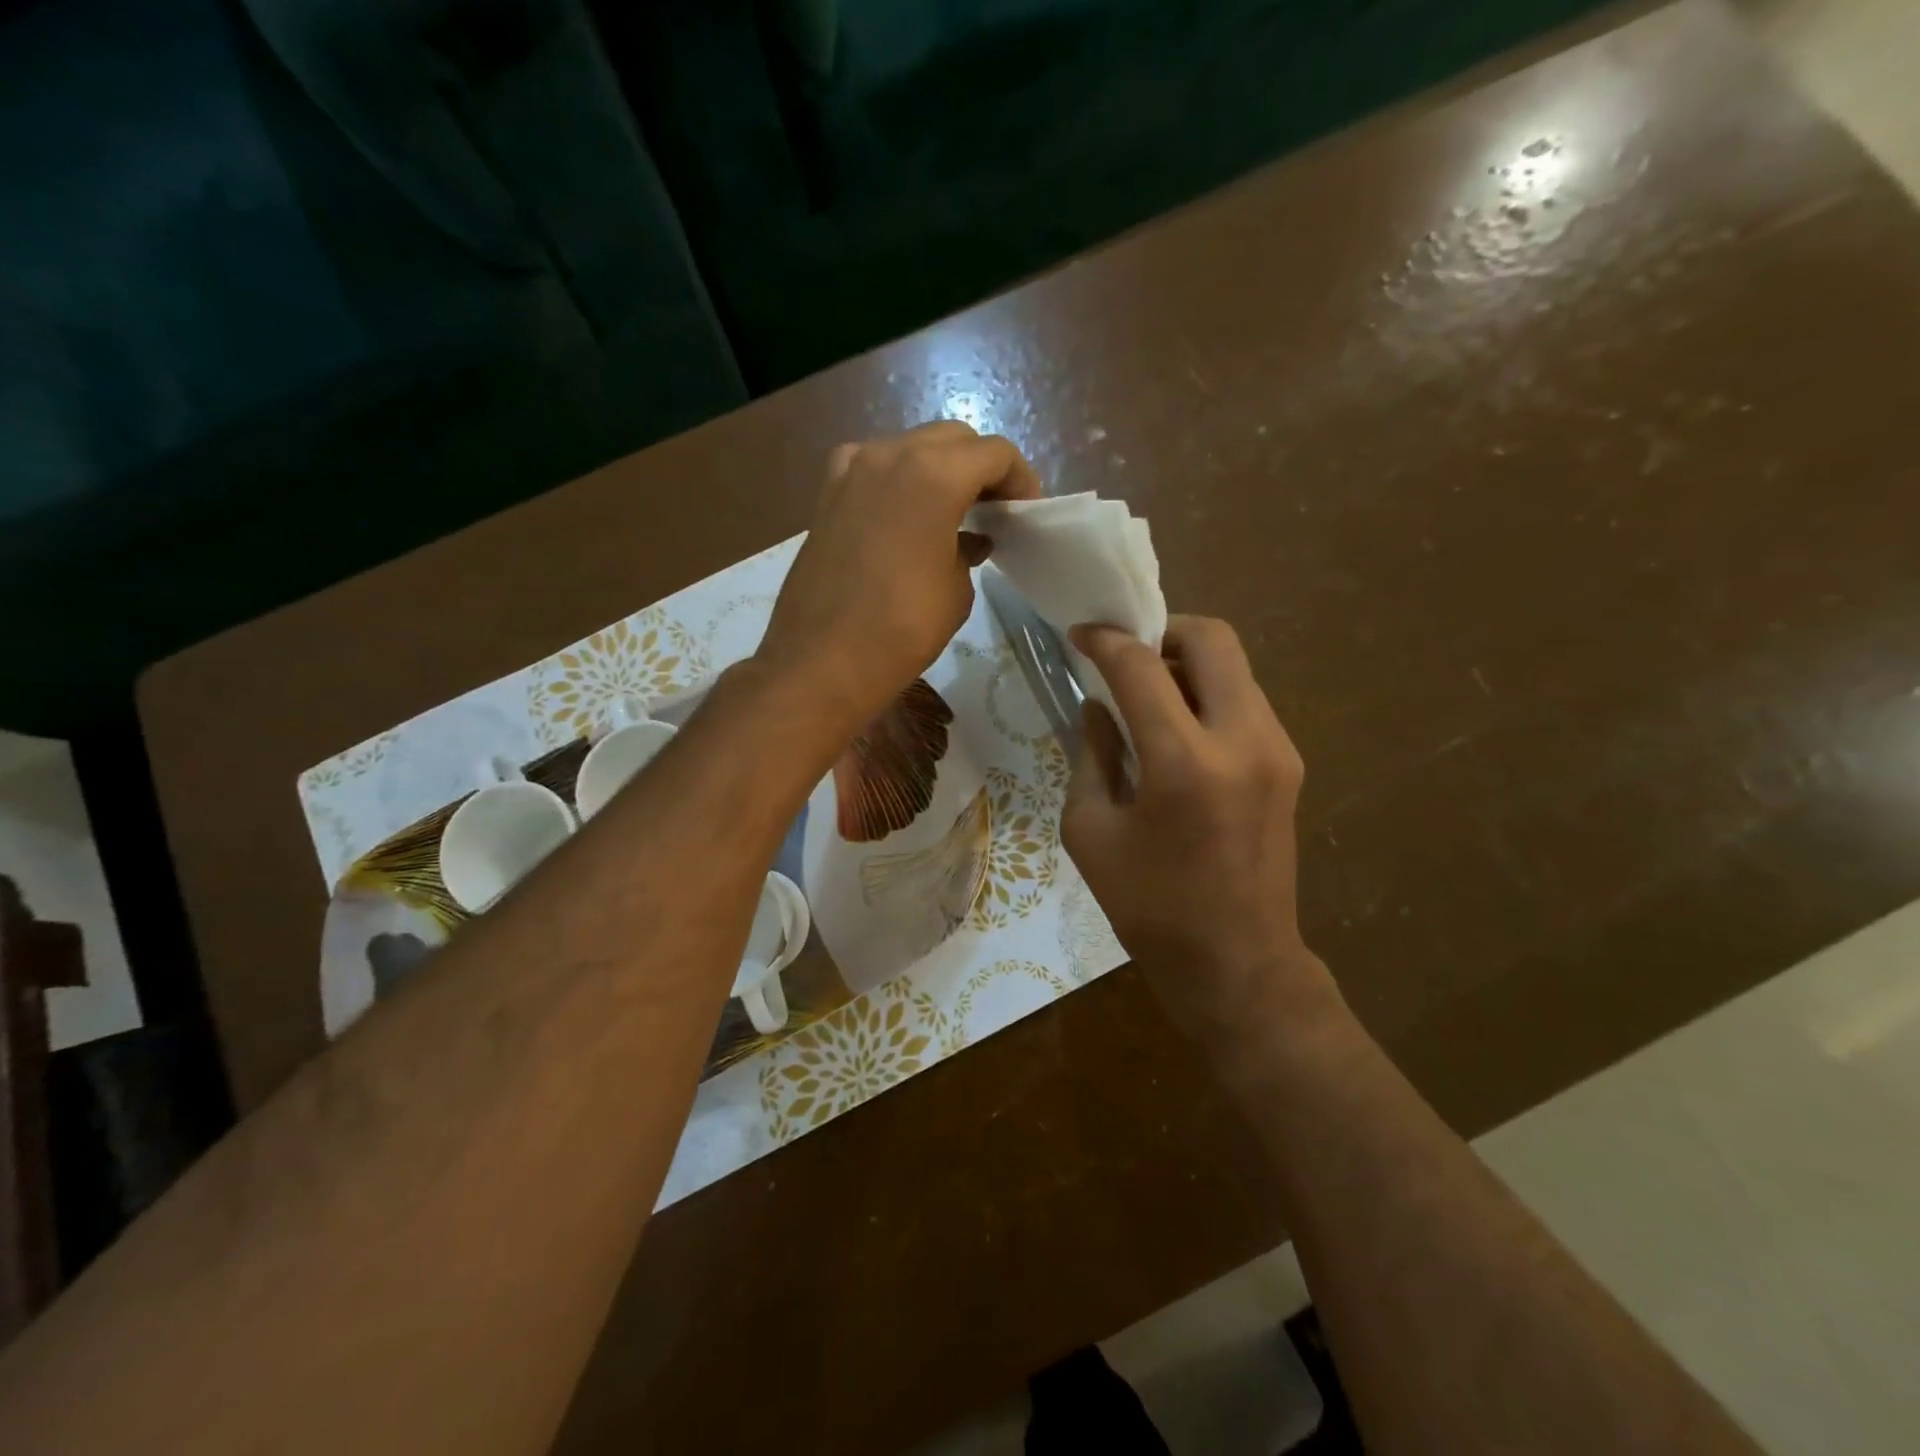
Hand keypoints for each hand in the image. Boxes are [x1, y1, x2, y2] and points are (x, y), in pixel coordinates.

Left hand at [758, 421, 1041, 727]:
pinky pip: (874, 469)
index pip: (993, 452)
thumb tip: (969, 540)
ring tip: (953, 513)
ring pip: (910, 448)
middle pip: (951, 440)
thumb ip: (968, 550)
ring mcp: (851, 469)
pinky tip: (906, 518)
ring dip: (939, 470)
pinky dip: (899, 482)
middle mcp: (889, 454)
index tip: (1025, 510)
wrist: (821, 660)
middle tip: (994, 509)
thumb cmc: (903, 629)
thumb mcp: (956, 590)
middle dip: (980, 467)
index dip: (1019, 478)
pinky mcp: (826, 494)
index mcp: (933, 473)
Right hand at [1062, 616, 1336, 1042]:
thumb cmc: (1149, 907)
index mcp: (1184, 762)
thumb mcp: (1091, 831)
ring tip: (1150, 696)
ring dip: (1189, 663)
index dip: (1105, 640)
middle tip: (1127, 657)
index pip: (1141, 666)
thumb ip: (1092, 755)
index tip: (1080, 636)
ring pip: (1235, 667)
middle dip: (1163, 631)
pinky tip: (1180, 731)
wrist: (1236, 964)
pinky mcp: (1289, 765)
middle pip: (1212, 639)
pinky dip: (1209, 694)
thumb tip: (1098, 707)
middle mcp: (1243, 740)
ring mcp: (1277, 750)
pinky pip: (1246, 701)